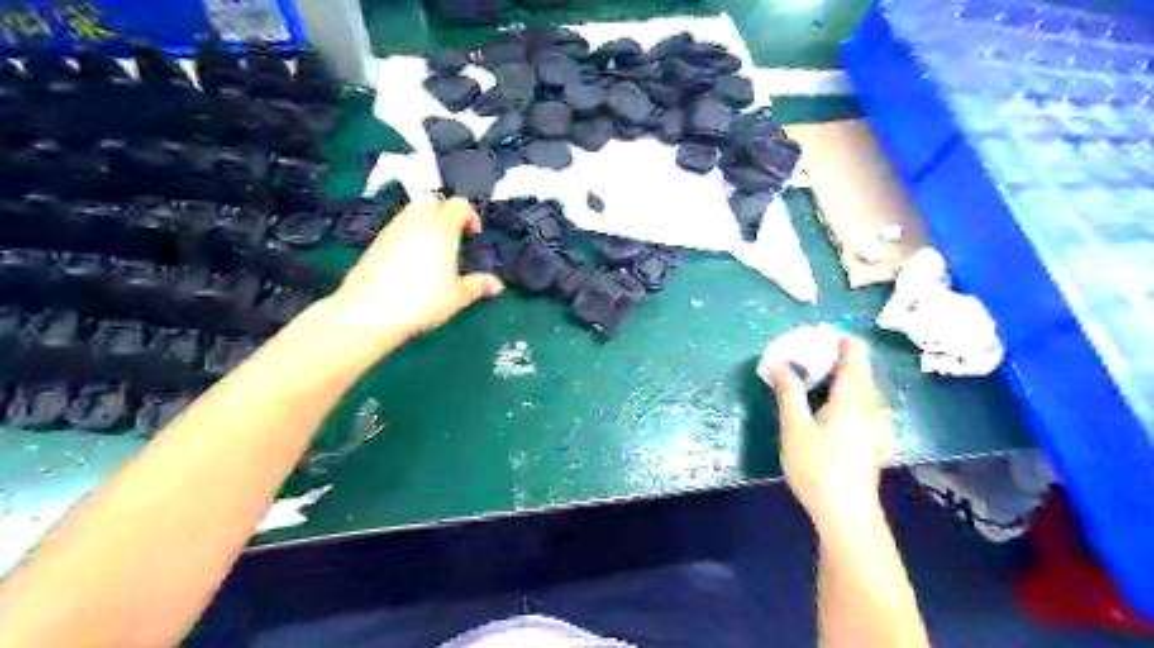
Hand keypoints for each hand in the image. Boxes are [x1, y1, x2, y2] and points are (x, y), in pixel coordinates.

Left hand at [324, 195, 505, 341]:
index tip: (475, 236)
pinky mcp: (375, 242)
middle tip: (454, 236)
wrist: (369, 311)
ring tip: (434, 249)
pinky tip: (411, 260)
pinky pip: (398, 227)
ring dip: (427, 222)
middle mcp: (417, 220)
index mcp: (442, 228)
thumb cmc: (422, 301)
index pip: (459, 205)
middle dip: (446, 212)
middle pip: (433, 200)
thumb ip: (478, 285)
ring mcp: (393, 229)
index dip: (471, 216)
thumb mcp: (457, 296)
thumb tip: (498, 284)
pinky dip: (409, 234)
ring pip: (413, 212)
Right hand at [770, 336, 894, 534]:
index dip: (837, 339)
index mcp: (854, 396)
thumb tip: (780, 363)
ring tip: (808, 382)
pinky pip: (861, 404)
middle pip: (858, 368)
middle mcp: (872, 405)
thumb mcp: (794, 427)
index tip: (811, 340)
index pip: (856, 352)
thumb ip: (789, 392)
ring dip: (836, 378)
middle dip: (831, 358)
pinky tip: (824, 411)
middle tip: (800, 361)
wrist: (847, 515)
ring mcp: (877, 423)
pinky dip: (843, 395)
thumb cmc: (817, 468)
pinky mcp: (874, 439)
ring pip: (860, 387)